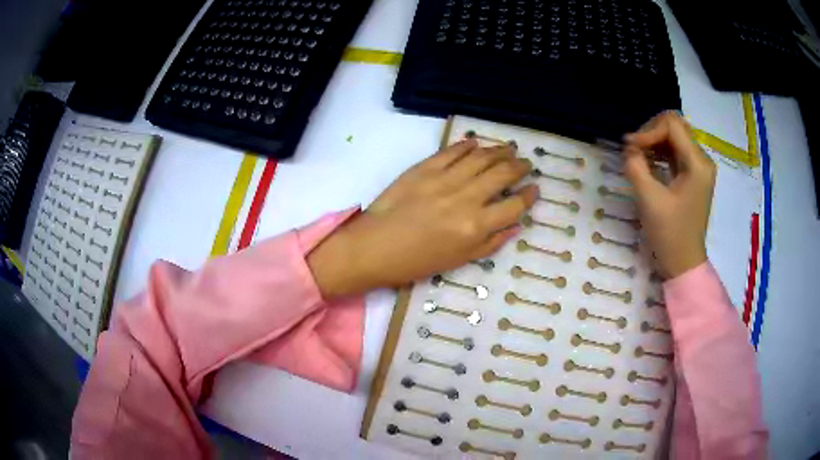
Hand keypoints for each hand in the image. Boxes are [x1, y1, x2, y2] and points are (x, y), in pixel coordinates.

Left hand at [308, 139, 537, 297]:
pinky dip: (466, 145)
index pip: (514, 206)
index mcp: (476, 227)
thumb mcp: (459, 261)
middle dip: (519, 167)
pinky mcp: (424, 168)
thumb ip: (491, 243)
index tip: (535, 189)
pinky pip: (452, 151)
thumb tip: (515, 225)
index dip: (529, 197)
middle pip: (502, 175)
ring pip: (481, 157)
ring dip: (499, 151)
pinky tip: (476, 143)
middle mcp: (466, 198)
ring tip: (508, 148)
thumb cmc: (416, 262)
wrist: (374, 248)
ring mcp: (444, 179)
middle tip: (525, 163)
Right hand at [623, 112, 715, 278]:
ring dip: (654, 140)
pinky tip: (647, 162)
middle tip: (633, 150)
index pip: (672, 125)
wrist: (683, 264)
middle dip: (651, 132)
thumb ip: (636, 166)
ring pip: (674, 136)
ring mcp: (699, 167)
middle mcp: (702, 160)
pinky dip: (659, 151)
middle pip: (674, 125)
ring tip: (637, 155)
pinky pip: (675, 151)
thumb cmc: (670, 235)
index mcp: (698, 164)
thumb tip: (629, 147)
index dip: (648, 131)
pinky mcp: (693, 175)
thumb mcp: (649, 199)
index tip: (630, 148)